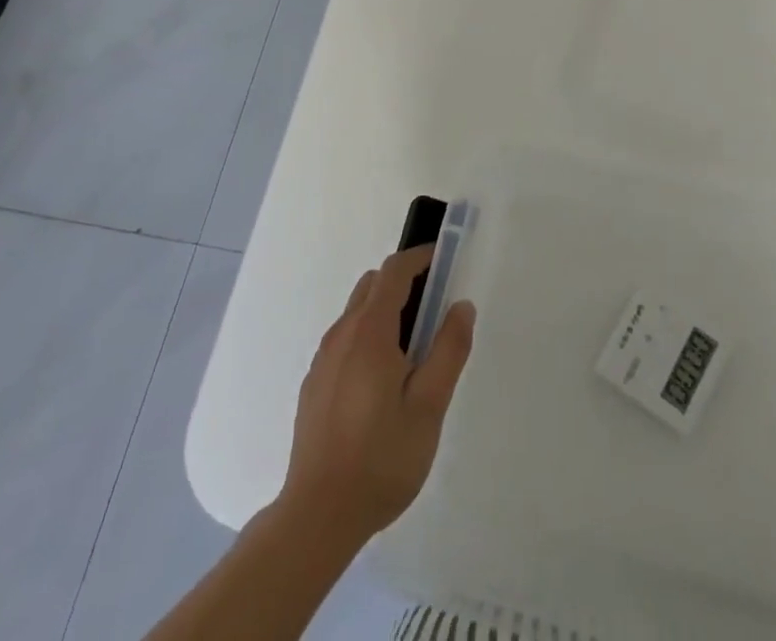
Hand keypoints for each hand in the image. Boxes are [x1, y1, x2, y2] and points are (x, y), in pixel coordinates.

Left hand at [280, 246, 476, 544]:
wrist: (317, 517)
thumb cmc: (381, 458)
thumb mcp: (429, 406)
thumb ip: (448, 350)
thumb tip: (460, 305)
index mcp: (370, 332)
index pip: (393, 271)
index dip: (419, 258)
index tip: (444, 262)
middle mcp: (342, 335)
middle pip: (373, 286)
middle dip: (405, 283)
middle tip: (436, 310)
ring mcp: (323, 360)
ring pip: (357, 313)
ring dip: (386, 311)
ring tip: (415, 352)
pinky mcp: (314, 385)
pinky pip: (346, 341)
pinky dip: (369, 337)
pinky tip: (384, 384)